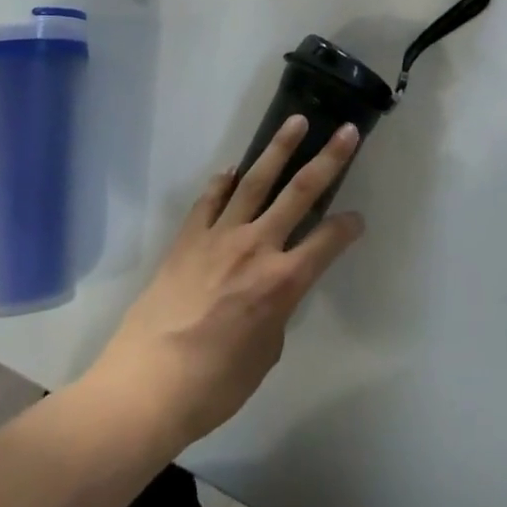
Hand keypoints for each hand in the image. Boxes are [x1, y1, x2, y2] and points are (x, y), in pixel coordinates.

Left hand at [89, 116, 364, 446]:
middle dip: (328, 159)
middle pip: (299, 192)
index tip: (358, 218)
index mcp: (282, 282)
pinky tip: (233, 169)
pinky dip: (224, 181)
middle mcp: (256, 247)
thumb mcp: (265, 354)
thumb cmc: (215, 384)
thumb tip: (271, 293)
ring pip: (256, 180)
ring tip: (295, 122)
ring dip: (278, 148)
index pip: (327, 242)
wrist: (148, 383)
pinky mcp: (189, 237)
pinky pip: (211, 199)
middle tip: (346, 130)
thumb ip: (276, 312)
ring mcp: (219, 235)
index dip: (348, 227)